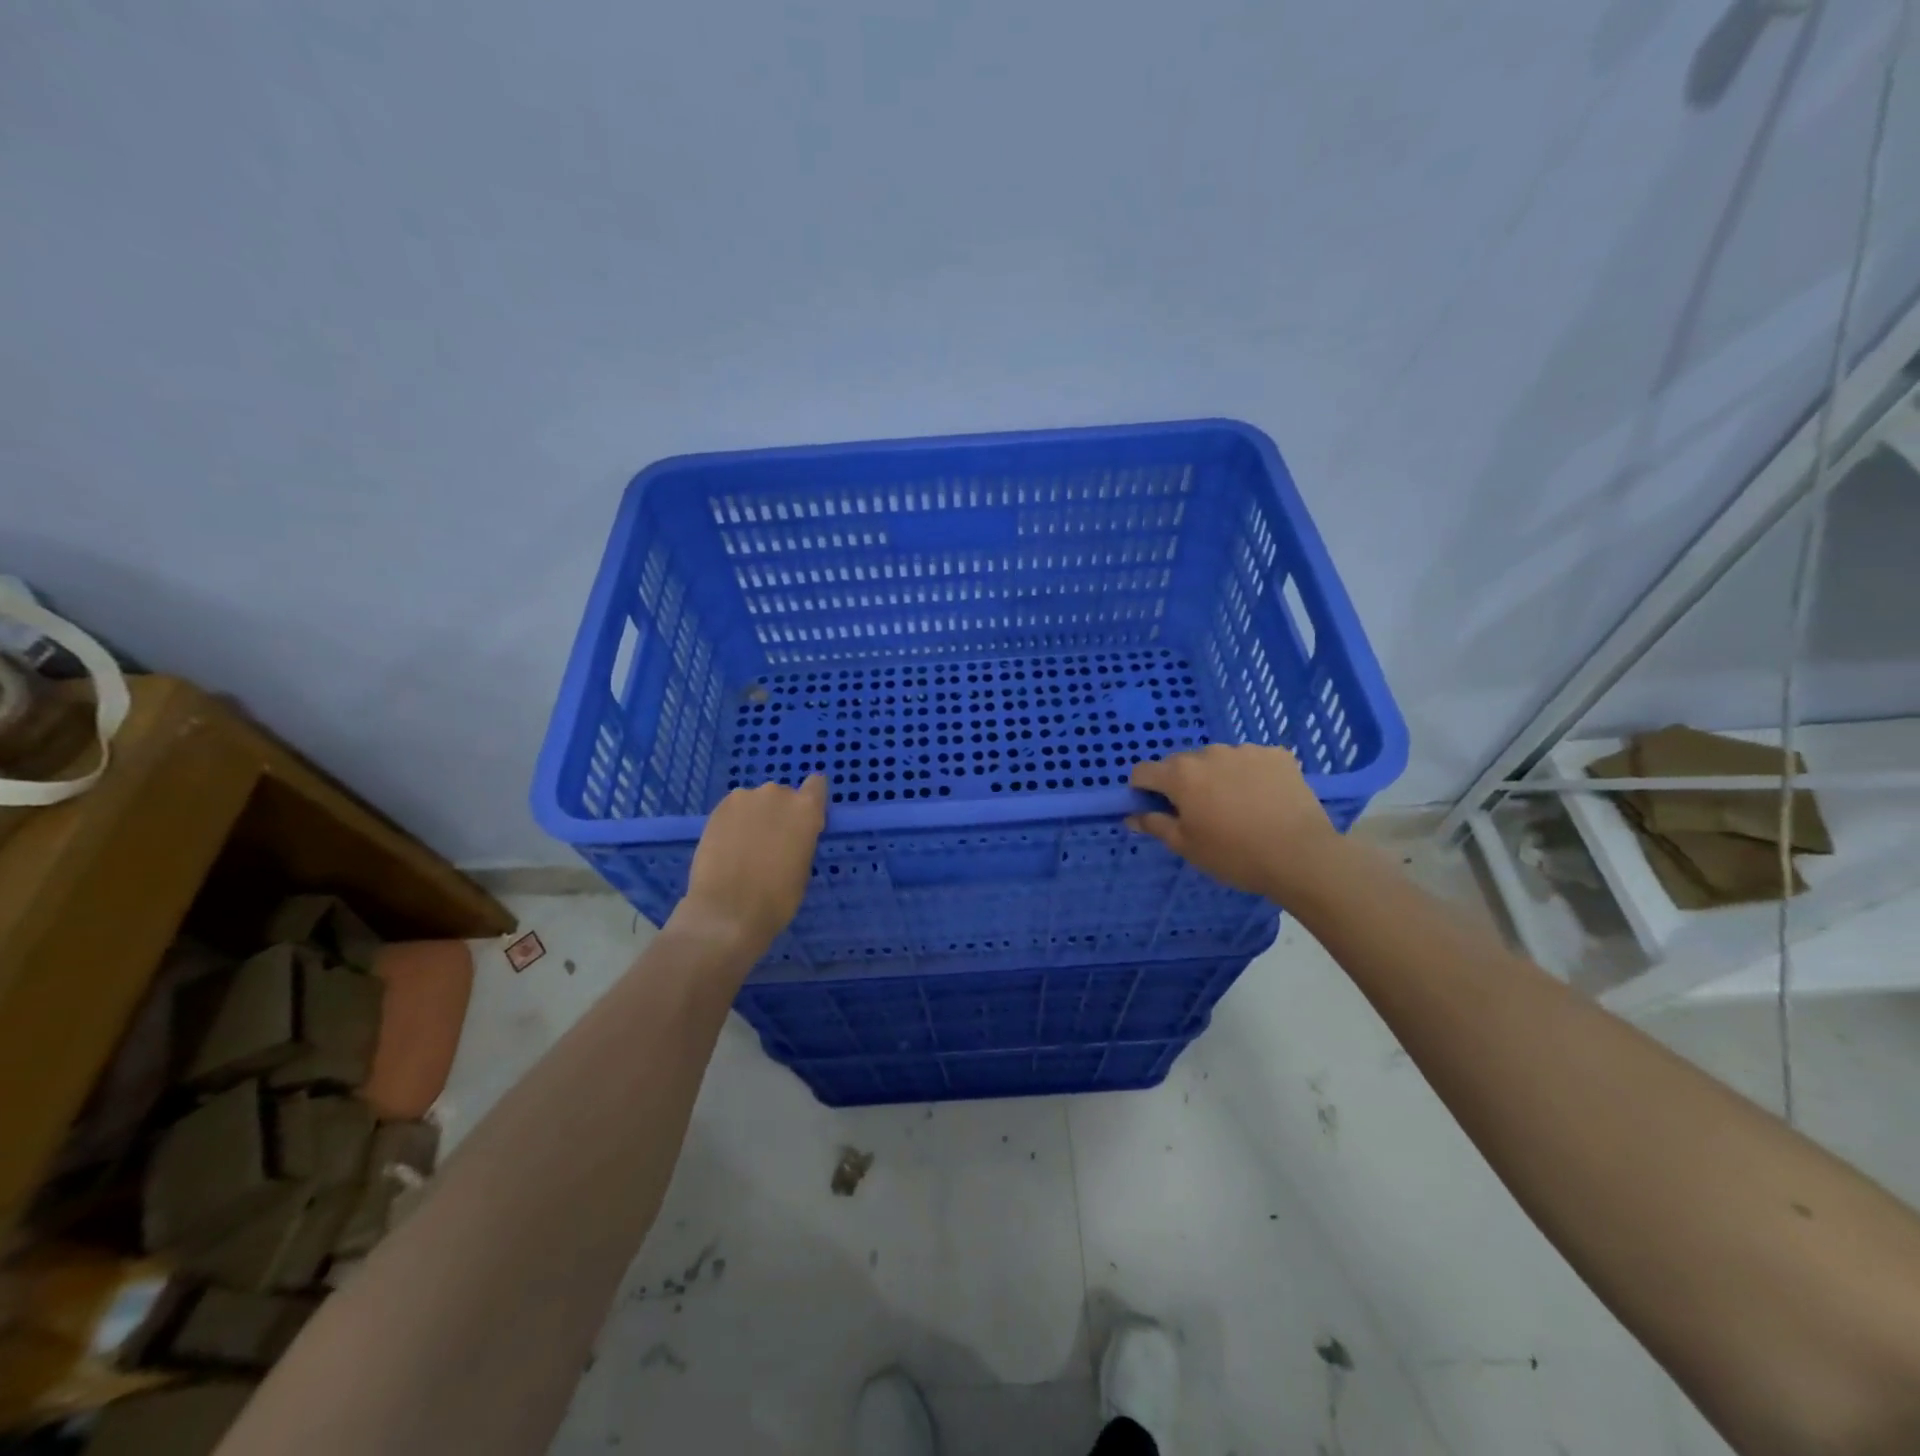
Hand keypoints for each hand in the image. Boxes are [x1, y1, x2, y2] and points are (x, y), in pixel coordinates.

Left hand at [676, 776, 827, 953]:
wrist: (727, 911)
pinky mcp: (717, 809)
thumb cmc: (778, 898)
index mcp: (806, 808)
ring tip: (744, 847)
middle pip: (783, 795)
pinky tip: (727, 847)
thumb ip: (801, 840)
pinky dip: (733, 823)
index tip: (805, 820)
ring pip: (755, 803)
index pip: (817, 785)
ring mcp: (744, 798)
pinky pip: (733, 810)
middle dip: (779, 813)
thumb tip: (790, 836)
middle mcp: (777, 794)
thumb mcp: (803, 867)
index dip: (812, 799)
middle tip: (771, 842)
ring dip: (754, 817)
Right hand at [1128, 745, 1339, 902]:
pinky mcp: (1278, 755)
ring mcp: (1246, 750)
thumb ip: (1155, 825)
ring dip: (1218, 777)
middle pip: (1182, 764)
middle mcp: (1210, 753)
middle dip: (1183, 784)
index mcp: (1181, 774)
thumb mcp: (1186, 846)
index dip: (1143, 790)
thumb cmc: (1234, 855)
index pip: (1144, 772)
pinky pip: (1252, 761)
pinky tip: (1264, 799)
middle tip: (1201, 814)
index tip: (1157, 810)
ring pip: (1218, 761)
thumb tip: (1132, 816)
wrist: (1301, 856)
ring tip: (1238, 808)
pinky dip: (1251, 775)